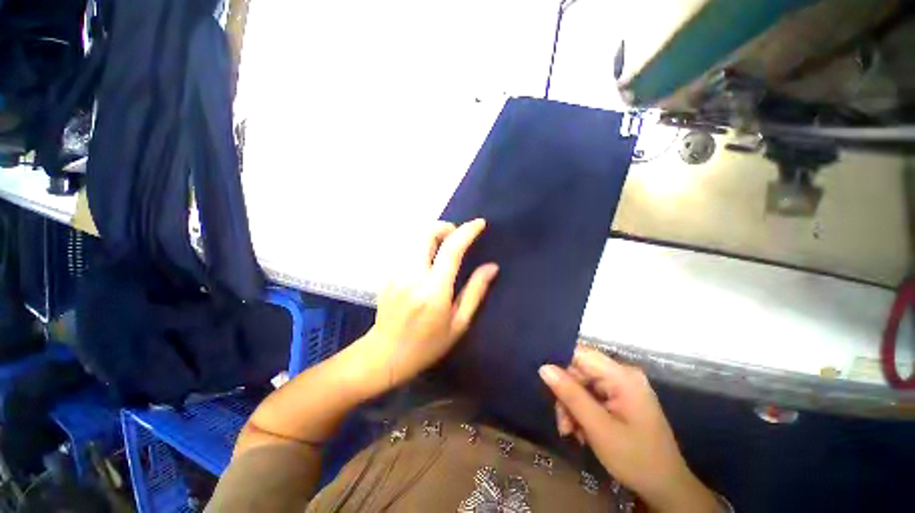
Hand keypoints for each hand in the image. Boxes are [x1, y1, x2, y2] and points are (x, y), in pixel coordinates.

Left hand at [352, 219, 497, 394]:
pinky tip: (428, 260)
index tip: (479, 223)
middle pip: (427, 234)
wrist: (385, 355)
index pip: (451, 249)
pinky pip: (407, 250)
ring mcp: (396, 273)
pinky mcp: (388, 275)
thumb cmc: (427, 345)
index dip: (467, 232)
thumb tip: (492, 267)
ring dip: (433, 236)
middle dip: (445, 228)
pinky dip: (421, 247)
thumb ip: (475, 292)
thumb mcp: (458, 323)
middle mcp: (412, 276)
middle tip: (457, 237)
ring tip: (444, 247)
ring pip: (415, 239)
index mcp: (434, 290)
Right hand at [539, 346, 719, 512]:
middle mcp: (623, 375)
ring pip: (582, 385)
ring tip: (570, 432)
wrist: (666, 489)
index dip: (559, 362)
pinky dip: (582, 411)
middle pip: (580, 371)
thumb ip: (570, 395)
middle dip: (566, 395)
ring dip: (572, 407)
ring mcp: (623, 387)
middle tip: (563, 424)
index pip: (581, 354)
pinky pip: (591, 395)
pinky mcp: (620, 398)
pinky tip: (581, 432)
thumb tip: (544, 367)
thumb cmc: (636, 459)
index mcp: (623, 376)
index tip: (543, 379)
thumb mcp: (598, 428)